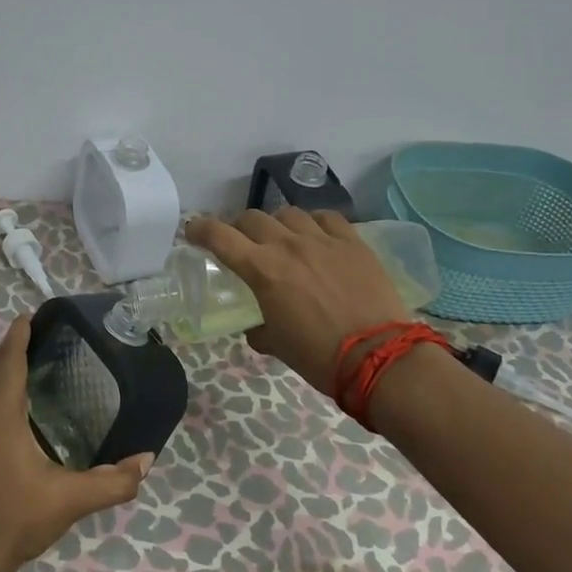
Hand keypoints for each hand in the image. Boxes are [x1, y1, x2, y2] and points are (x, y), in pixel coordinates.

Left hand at [0, 316, 152, 571]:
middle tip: (32, 331)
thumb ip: (112, 482)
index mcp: (2, 418)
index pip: (8, 364)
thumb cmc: (17, 520)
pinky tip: (8, 401)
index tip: (28, 315)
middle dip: (7, 345)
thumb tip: (147, 460)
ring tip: (21, 357)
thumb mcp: (70, 501)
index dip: (17, 337)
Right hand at [184, 208, 409, 394]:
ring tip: (283, 239)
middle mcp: (288, 245)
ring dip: (277, 224)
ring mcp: (322, 239)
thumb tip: (256, 327)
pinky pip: (326, 218)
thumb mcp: (277, 345)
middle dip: (240, 227)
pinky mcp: (352, 241)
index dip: (200, 229)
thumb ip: (259, 330)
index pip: (220, 237)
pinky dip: (314, 223)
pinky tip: (317, 235)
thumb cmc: (320, 357)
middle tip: (242, 242)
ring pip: (289, 214)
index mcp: (263, 270)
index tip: (192, 230)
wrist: (379, 356)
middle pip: (252, 218)